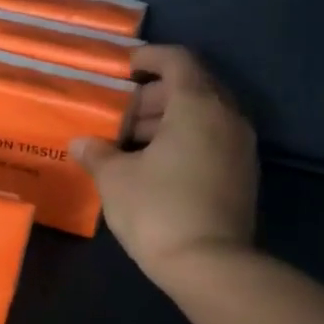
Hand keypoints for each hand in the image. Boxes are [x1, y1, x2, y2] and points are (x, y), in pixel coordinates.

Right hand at [71, 45, 258, 290]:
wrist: (210, 265)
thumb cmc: (157, 209)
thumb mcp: (115, 178)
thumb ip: (97, 153)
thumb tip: (82, 143)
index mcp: (197, 106)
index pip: (177, 61)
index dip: (149, 58)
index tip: (123, 68)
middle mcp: (226, 118)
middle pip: (190, 88)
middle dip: (152, 96)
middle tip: (118, 115)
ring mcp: (240, 147)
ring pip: (201, 117)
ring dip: (166, 121)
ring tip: (128, 144)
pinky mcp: (242, 175)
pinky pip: (210, 140)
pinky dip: (183, 141)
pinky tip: (153, 166)